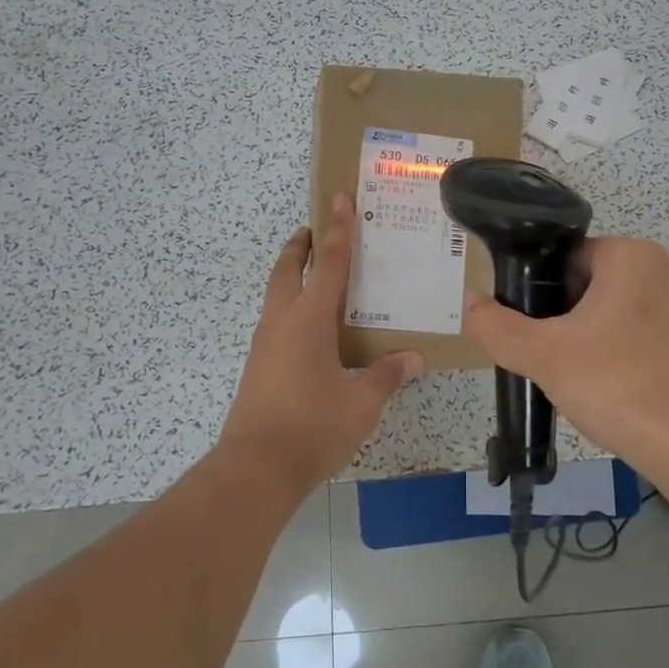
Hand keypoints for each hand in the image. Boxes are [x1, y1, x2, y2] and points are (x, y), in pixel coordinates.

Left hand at [220, 193, 424, 497]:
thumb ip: (387, 375)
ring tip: (315, 275)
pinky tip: (309, 330)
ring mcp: (264, 344)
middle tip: (315, 231)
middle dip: (301, 246)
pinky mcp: (257, 366)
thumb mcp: (361, 403)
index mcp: (309, 320)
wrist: (255, 469)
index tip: (339, 198)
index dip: (339, 230)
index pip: (331, 264)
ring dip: (292, 275)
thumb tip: (414, 358)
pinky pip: (275, 320)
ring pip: (276, 294)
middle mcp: (282, 322)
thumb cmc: (312, 427)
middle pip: (288, 269)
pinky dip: (290, 306)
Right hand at [461, 236, 668, 484]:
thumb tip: (468, 302)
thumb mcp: (544, 356)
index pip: (565, 259)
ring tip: (583, 377)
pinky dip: (624, 351)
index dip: (541, 295)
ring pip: (618, 308)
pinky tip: (615, 387)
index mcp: (631, 253)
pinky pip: (646, 331)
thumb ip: (496, 326)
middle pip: (592, 282)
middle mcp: (666, 265)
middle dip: (567, 317)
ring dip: (594, 335)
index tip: (535, 333)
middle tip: (554, 359)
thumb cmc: (619, 386)